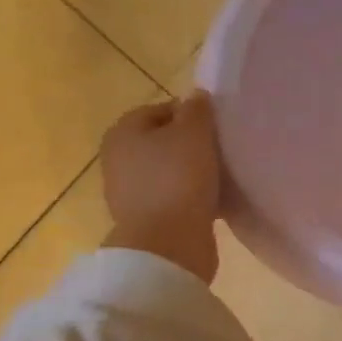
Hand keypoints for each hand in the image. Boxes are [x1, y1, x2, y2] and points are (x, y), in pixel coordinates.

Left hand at [101, 93, 221, 282]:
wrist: (168, 243)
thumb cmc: (179, 178)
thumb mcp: (194, 133)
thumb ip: (197, 110)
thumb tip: (195, 97)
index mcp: (123, 131)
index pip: (162, 109)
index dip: (192, 115)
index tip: (217, 128)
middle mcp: (119, 158)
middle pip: (164, 141)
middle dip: (192, 144)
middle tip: (222, 150)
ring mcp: (129, 191)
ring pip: (170, 170)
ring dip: (194, 172)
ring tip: (222, 175)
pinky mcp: (145, 218)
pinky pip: (174, 196)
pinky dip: (192, 196)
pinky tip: (215, 199)